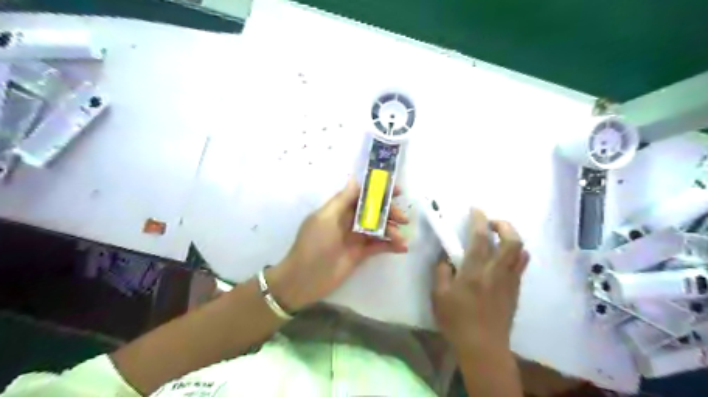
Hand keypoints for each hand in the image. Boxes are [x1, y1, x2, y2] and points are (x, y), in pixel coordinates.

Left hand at [268, 179, 409, 312]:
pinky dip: (391, 245)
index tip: (397, 191)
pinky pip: (378, 246)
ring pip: (378, 228)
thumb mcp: (325, 219)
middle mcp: (348, 221)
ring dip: (392, 230)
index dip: (379, 191)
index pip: (361, 195)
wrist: (304, 279)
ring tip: (401, 238)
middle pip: (373, 211)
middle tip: (404, 218)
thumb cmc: (313, 245)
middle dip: (389, 212)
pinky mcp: (360, 254)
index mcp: (338, 209)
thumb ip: (342, 200)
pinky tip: (402, 248)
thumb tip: (355, 179)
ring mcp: (355, 238)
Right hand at [431, 210, 524, 351]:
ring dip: (511, 238)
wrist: (484, 347)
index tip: (476, 209)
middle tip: (491, 223)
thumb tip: (447, 257)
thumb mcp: (439, 295)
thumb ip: (442, 271)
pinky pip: (520, 265)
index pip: (481, 237)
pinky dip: (513, 254)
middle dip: (504, 225)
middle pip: (513, 240)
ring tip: (498, 238)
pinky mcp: (515, 291)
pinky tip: (499, 259)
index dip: (479, 219)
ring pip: (521, 252)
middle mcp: (497, 272)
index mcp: (475, 271)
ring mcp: (510, 281)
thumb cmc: (457, 320)